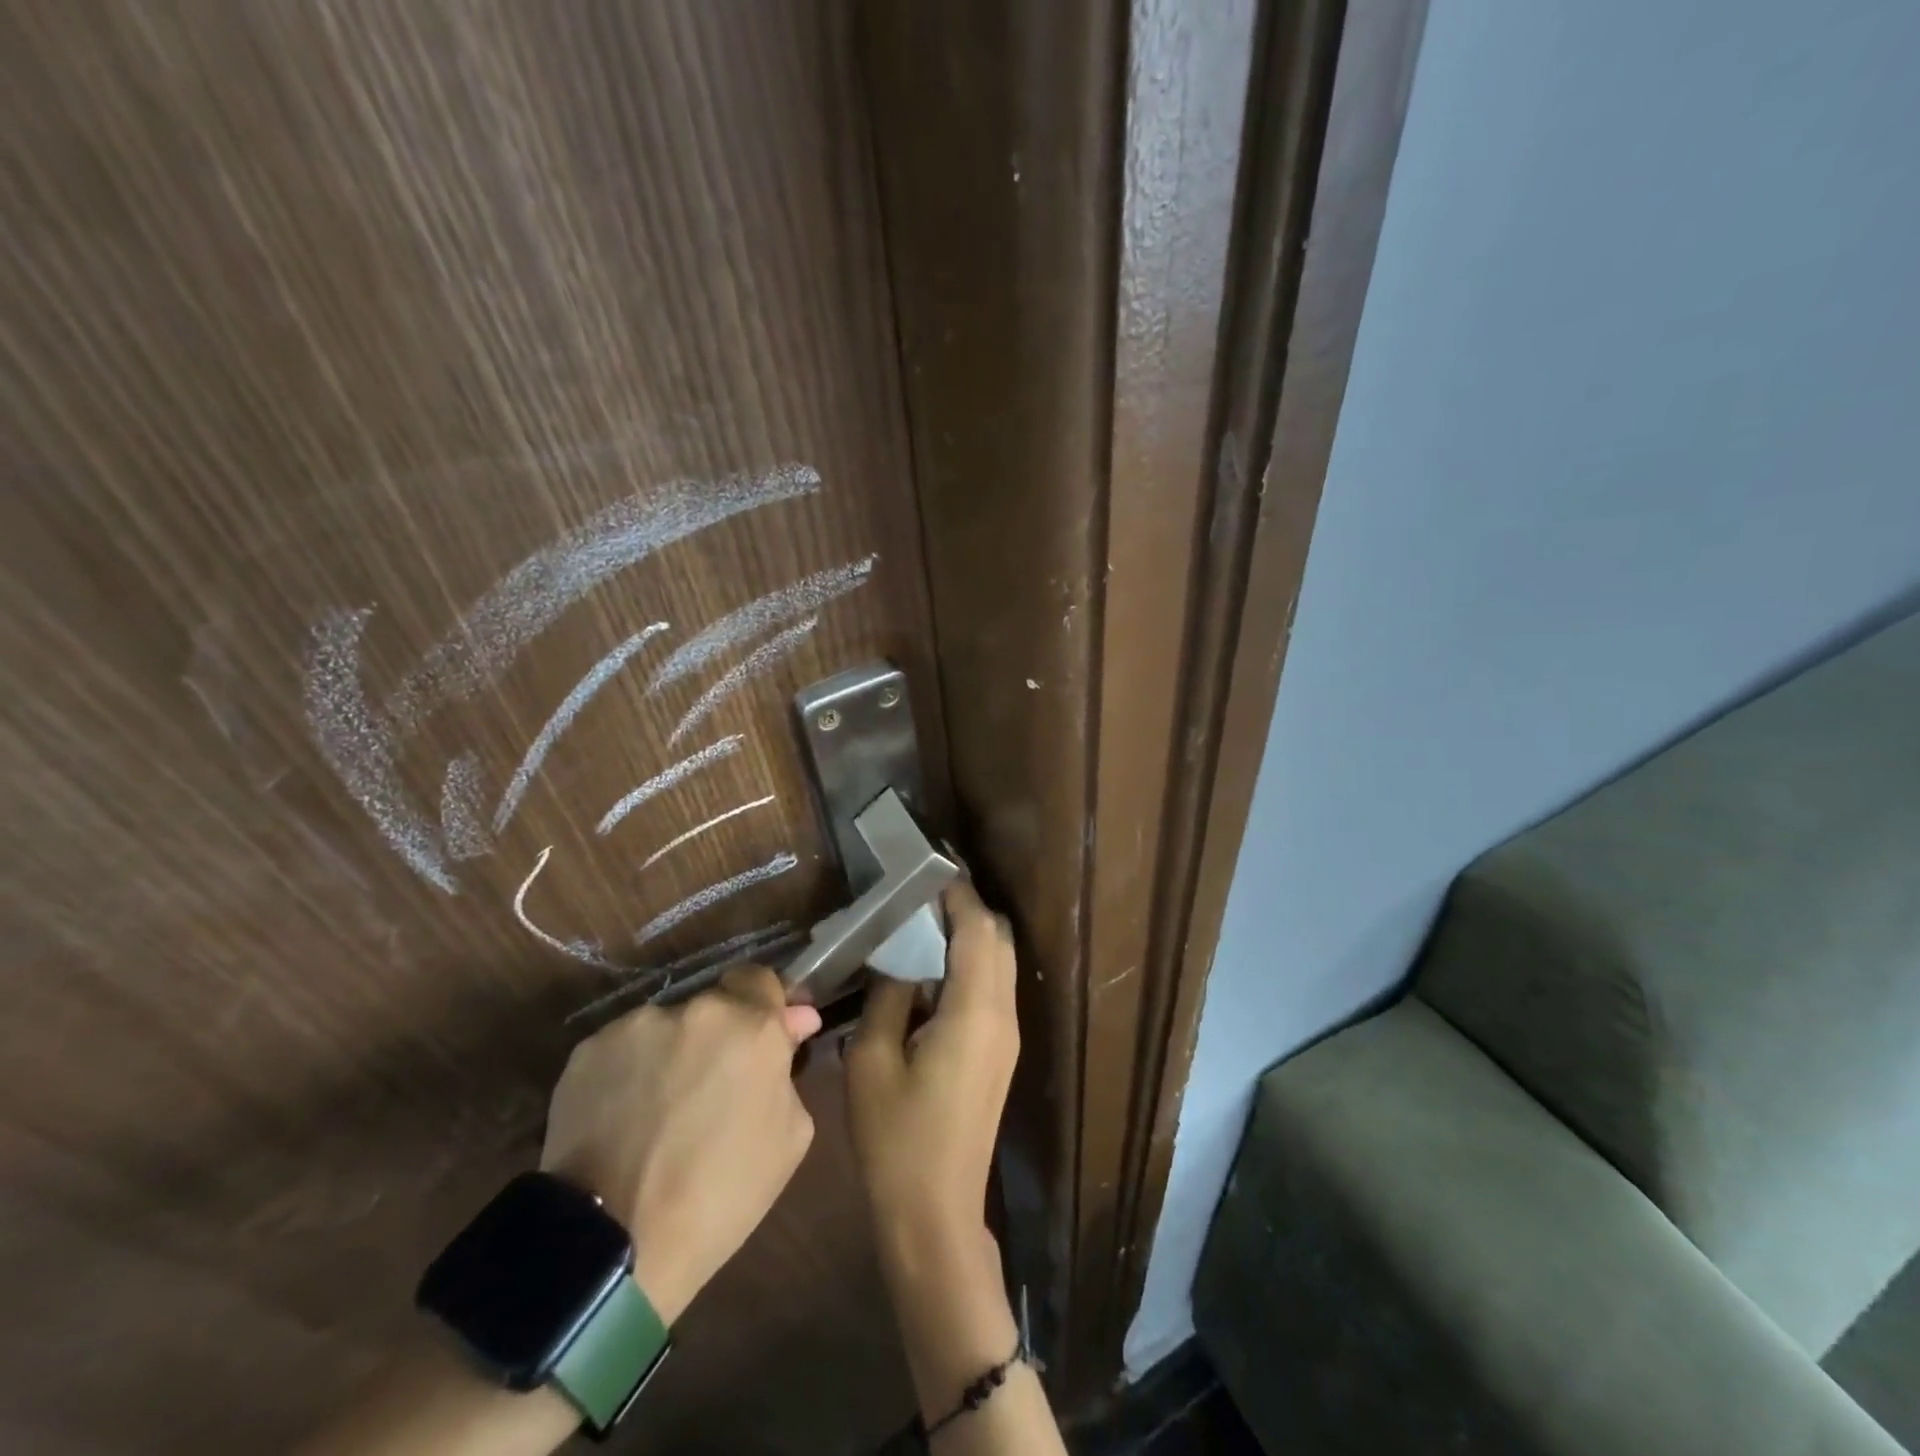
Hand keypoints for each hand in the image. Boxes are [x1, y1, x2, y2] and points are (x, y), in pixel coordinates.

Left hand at [539, 967, 820, 1323]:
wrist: (615, 1245)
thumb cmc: (722, 1194)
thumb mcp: (790, 1136)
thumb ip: (789, 1067)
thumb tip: (791, 1024)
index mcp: (752, 1026)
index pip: (762, 979)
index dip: (766, 1005)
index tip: (768, 1034)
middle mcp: (697, 1011)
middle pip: (715, 1005)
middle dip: (720, 1036)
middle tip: (713, 1086)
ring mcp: (638, 1026)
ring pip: (667, 1027)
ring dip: (674, 1052)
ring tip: (661, 1110)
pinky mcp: (589, 1050)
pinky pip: (624, 1049)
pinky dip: (631, 1071)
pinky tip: (625, 1116)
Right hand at [847, 880, 1018, 1261]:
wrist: (935, 1214)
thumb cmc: (896, 1139)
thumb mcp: (872, 1059)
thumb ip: (888, 995)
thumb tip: (899, 958)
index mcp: (975, 1010)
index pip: (977, 928)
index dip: (957, 892)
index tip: (928, 866)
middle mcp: (1003, 1015)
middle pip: (998, 939)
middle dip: (966, 908)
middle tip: (920, 893)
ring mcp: (1007, 1036)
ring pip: (999, 963)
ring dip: (969, 936)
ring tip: (921, 922)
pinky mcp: (1000, 1053)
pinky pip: (992, 989)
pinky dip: (969, 965)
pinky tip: (930, 970)